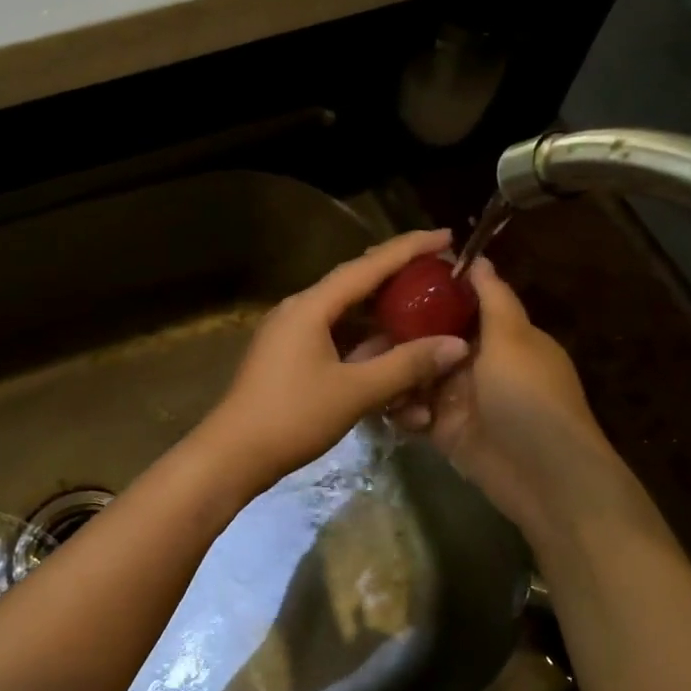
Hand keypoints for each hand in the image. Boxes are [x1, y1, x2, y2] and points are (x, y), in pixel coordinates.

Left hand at [200, 231, 472, 492]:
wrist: (233, 454)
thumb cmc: (292, 417)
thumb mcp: (355, 391)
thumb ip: (406, 366)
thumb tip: (456, 345)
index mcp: (310, 306)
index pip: (367, 266)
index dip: (409, 249)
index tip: (446, 236)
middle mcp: (299, 311)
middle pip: (355, 284)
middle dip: (397, 277)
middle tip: (439, 273)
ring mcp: (291, 335)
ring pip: (345, 315)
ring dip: (382, 315)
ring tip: (423, 310)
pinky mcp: (289, 358)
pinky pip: (334, 338)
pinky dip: (364, 342)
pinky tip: (390, 351)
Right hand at [391, 258, 660, 557]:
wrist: (543, 475)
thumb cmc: (528, 396)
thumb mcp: (513, 338)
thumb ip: (492, 297)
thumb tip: (478, 257)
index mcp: (499, 335)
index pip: (457, 304)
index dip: (425, 292)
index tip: (387, 279)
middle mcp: (477, 361)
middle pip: (428, 339)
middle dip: (398, 336)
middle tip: (359, 332)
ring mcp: (459, 396)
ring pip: (415, 374)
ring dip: (396, 374)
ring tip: (370, 372)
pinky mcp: (444, 429)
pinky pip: (413, 409)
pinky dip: (403, 409)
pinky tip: (397, 411)